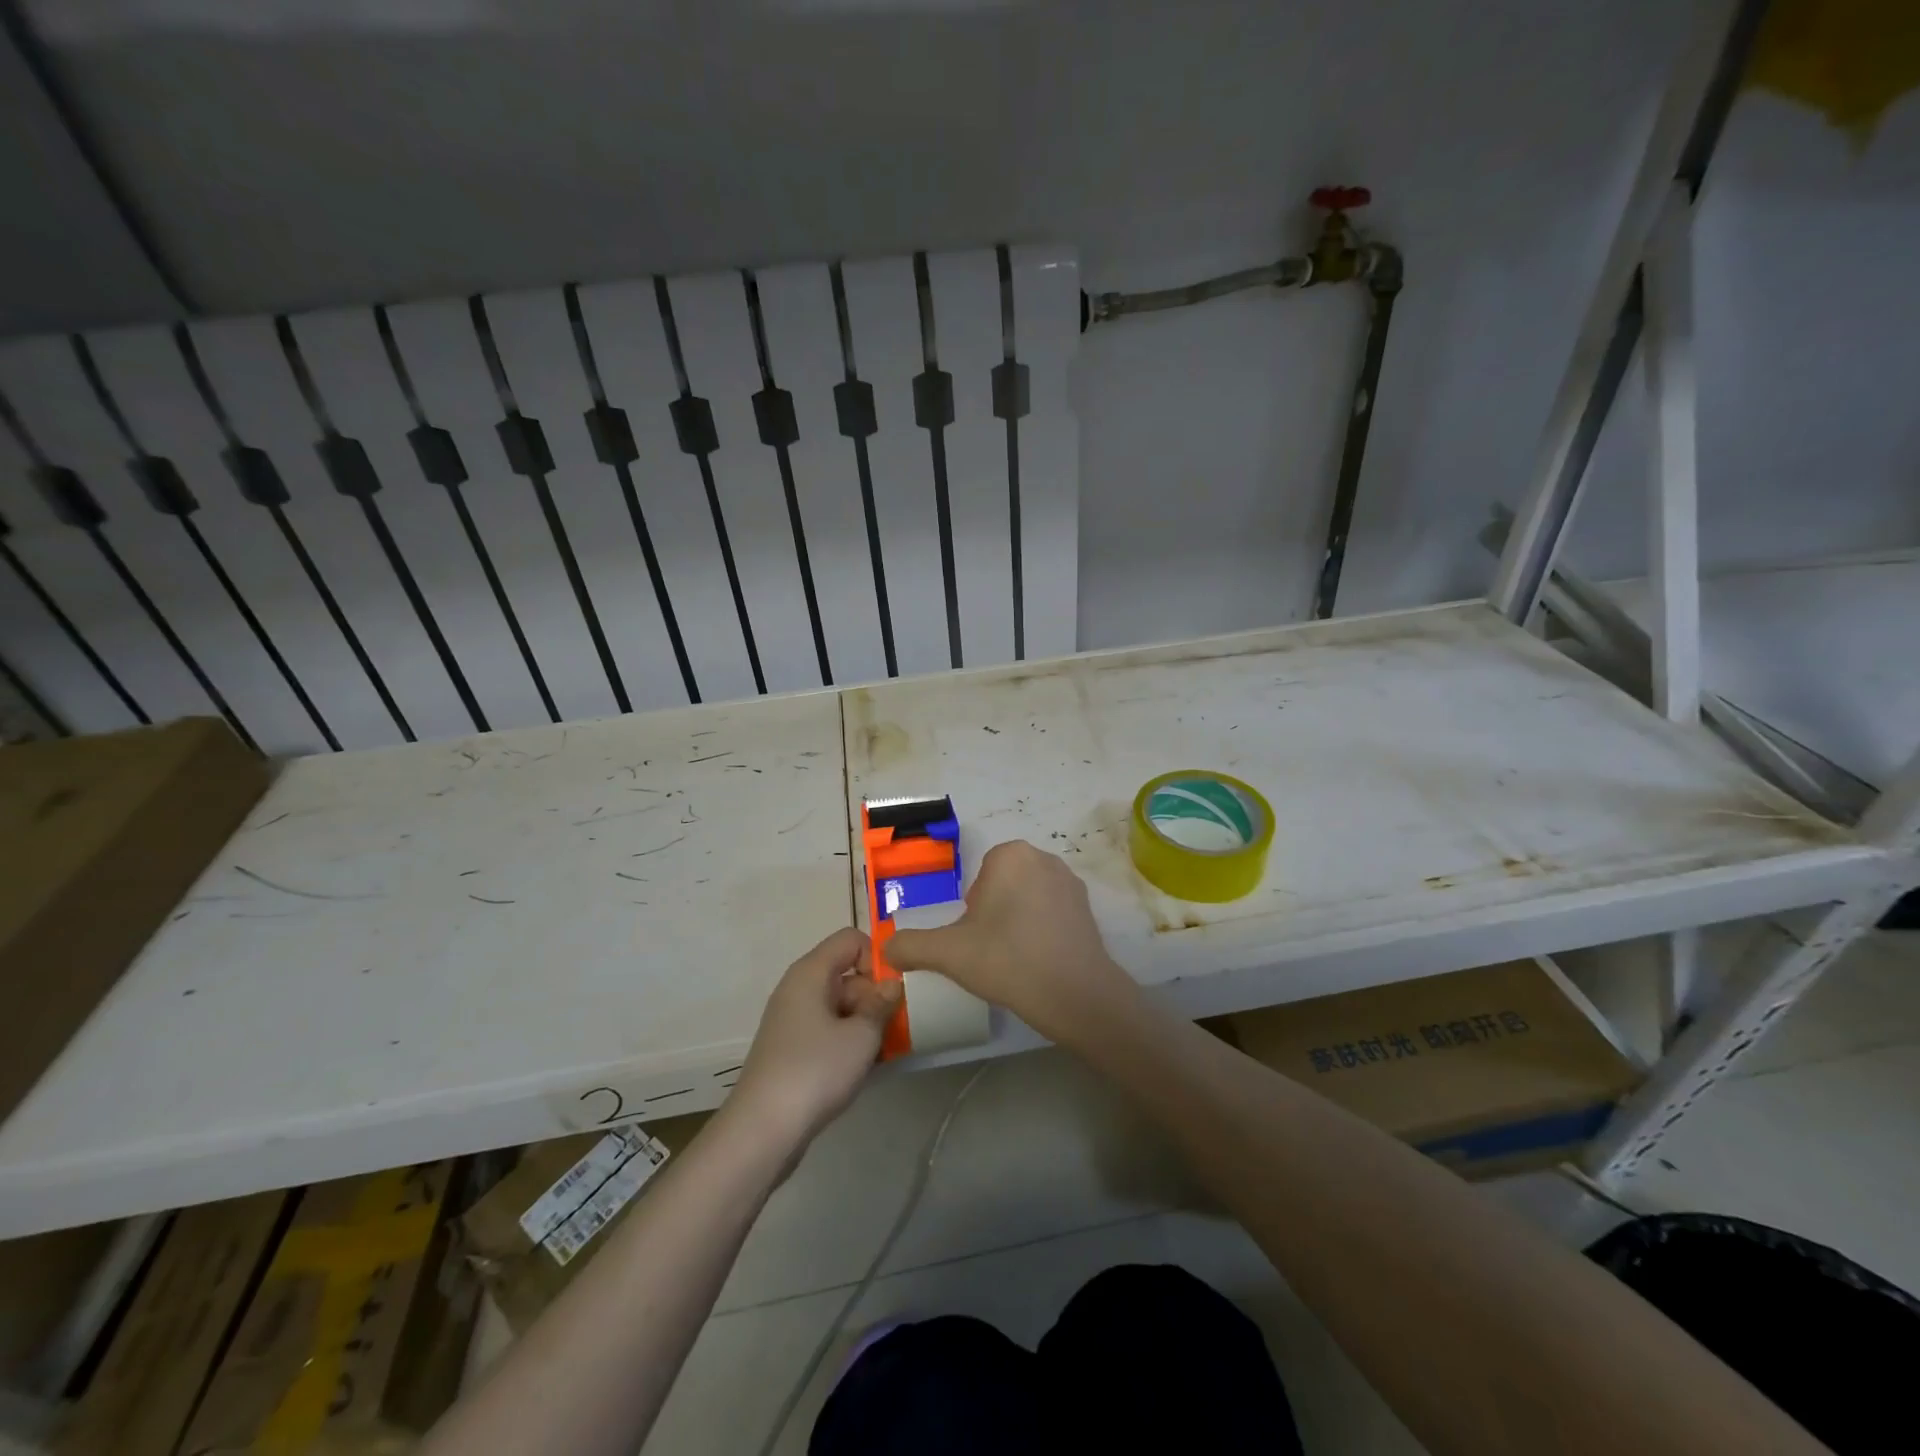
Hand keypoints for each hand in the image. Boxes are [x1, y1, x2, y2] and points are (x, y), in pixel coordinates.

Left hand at [729, 927, 900, 1146]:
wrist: (762, 1131)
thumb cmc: (815, 1071)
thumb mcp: (861, 1036)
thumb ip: (882, 1004)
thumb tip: (891, 984)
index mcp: (810, 973)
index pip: (851, 939)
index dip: (876, 958)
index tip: (892, 992)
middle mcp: (798, 988)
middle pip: (846, 972)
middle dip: (875, 995)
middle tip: (895, 1027)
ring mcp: (792, 1019)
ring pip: (840, 1005)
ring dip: (865, 1022)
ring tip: (884, 1051)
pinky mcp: (791, 1048)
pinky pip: (827, 1029)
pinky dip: (848, 1041)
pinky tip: (863, 1067)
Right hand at [887, 841, 1137, 1043]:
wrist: (1074, 994)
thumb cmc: (1007, 960)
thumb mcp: (948, 953)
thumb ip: (911, 946)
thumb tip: (886, 950)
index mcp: (1010, 855)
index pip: (978, 880)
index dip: (972, 912)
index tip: (977, 940)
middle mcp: (1043, 857)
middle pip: (1003, 886)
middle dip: (994, 915)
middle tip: (993, 951)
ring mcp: (1070, 881)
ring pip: (1027, 899)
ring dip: (1018, 922)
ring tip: (1016, 959)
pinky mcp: (1088, 907)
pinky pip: (1052, 913)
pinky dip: (1043, 931)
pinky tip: (1040, 961)